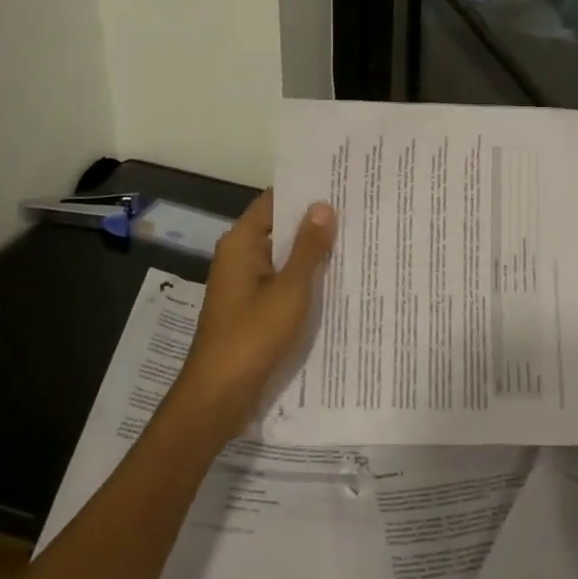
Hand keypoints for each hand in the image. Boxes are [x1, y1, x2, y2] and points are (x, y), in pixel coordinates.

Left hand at [177, 190, 336, 423]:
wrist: (219, 395)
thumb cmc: (253, 335)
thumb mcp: (289, 289)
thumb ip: (308, 248)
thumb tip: (324, 206)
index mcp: (242, 243)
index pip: (275, 201)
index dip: (305, 191)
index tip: (340, 183)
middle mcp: (239, 257)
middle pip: (279, 228)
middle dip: (314, 222)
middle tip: (358, 211)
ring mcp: (244, 284)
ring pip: (283, 257)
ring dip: (311, 252)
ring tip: (355, 240)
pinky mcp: (251, 308)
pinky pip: (281, 282)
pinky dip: (303, 278)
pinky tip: (336, 280)